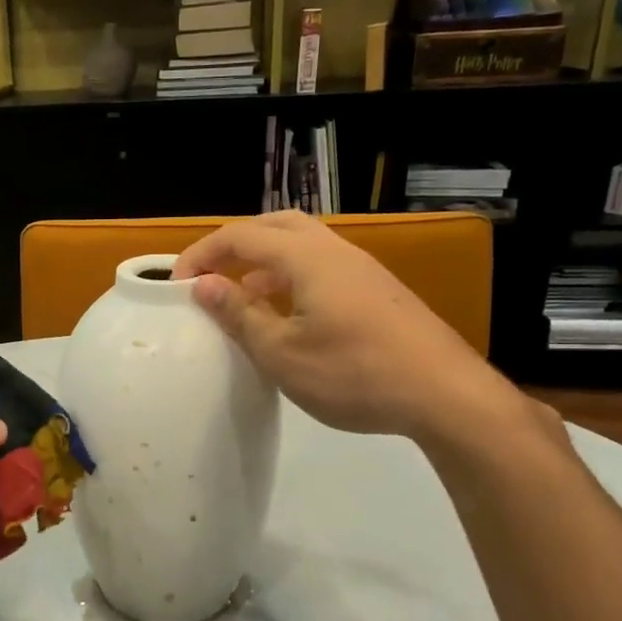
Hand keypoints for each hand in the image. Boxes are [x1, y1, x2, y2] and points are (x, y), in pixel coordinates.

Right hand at [172, 211, 529, 446]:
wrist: (445, 394)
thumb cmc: (353, 373)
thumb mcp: (281, 352)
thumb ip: (239, 314)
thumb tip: (202, 285)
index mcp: (307, 258)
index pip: (241, 236)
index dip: (202, 253)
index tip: (176, 284)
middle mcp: (336, 251)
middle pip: (276, 226)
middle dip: (235, 245)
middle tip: (210, 275)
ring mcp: (362, 269)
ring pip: (302, 246)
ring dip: (264, 262)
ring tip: (243, 297)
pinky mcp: (378, 291)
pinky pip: (322, 268)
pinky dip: (291, 278)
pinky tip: (288, 317)